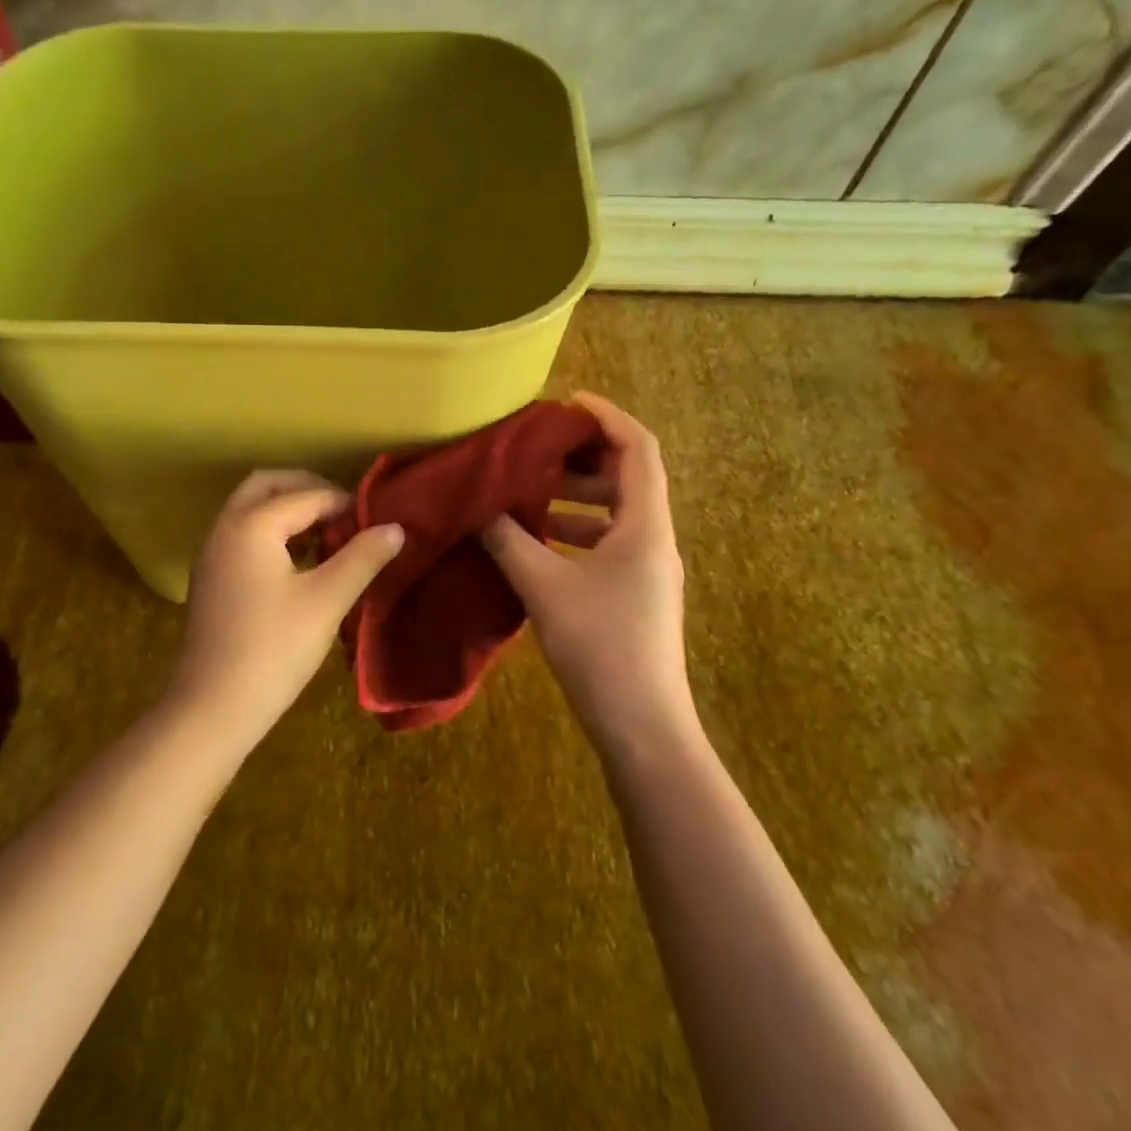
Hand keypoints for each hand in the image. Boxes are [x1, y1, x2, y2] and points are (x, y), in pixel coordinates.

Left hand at [169, 470, 403, 749]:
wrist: (211, 709)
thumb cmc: (273, 649)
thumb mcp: (327, 600)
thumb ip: (362, 557)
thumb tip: (395, 527)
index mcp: (251, 524)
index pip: (306, 496)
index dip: (344, 503)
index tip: (376, 520)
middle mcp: (225, 528)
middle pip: (267, 486)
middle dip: (308, 490)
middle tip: (345, 512)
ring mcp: (212, 554)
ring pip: (251, 510)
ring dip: (288, 511)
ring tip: (328, 536)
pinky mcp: (210, 579)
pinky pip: (243, 535)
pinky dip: (272, 533)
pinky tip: (300, 563)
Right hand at [480, 393, 696, 759]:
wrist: (642, 727)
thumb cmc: (600, 647)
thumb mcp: (544, 587)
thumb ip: (508, 541)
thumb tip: (476, 507)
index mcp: (645, 525)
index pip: (638, 448)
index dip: (606, 417)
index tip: (566, 403)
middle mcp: (654, 539)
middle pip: (628, 476)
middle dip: (583, 456)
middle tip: (537, 448)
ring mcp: (647, 569)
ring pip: (616, 512)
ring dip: (576, 496)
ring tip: (530, 491)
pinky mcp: (634, 593)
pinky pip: (607, 542)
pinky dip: (575, 530)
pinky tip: (538, 541)